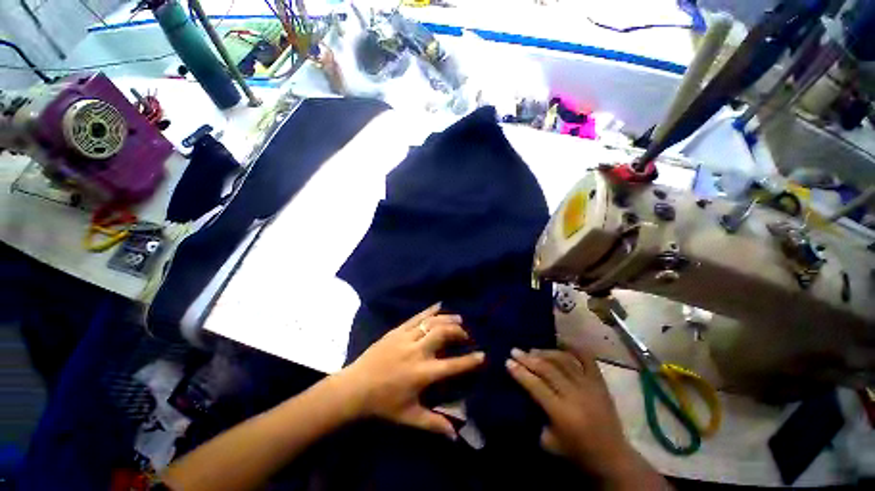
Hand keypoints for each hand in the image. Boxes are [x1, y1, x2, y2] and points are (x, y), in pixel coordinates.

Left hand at [336, 303, 484, 439]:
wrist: (355, 387)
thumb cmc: (383, 403)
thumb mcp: (409, 417)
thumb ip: (433, 424)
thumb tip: (455, 435)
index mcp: (422, 373)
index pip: (452, 365)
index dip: (469, 361)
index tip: (482, 355)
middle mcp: (417, 352)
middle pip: (443, 334)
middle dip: (458, 332)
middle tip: (465, 335)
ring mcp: (406, 338)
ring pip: (432, 323)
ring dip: (448, 319)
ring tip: (459, 319)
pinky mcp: (397, 330)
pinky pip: (416, 317)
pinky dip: (430, 310)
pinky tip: (439, 305)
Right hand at [506, 346, 633, 474]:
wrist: (613, 457)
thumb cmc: (577, 452)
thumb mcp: (549, 442)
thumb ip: (536, 416)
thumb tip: (524, 393)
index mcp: (562, 413)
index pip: (536, 386)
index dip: (520, 372)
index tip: (508, 361)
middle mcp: (575, 395)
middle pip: (547, 370)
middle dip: (528, 359)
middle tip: (515, 350)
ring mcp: (589, 386)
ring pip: (563, 361)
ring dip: (545, 353)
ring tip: (532, 349)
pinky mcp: (600, 383)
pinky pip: (587, 359)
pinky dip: (573, 348)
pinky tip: (561, 341)